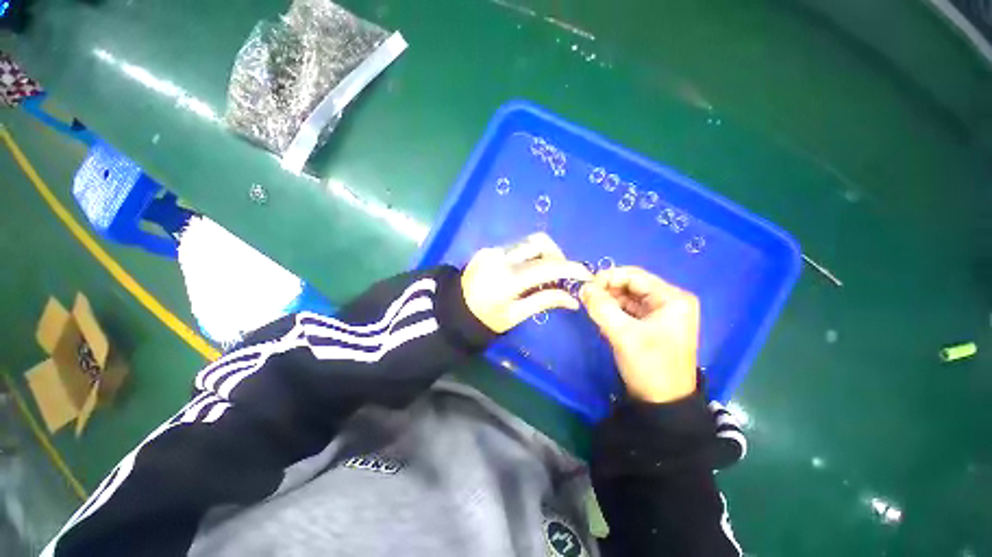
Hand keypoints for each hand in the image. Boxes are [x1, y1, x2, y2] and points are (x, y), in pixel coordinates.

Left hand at [462, 233, 592, 332]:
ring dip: (543, 255)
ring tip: (543, 275)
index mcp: (509, 278)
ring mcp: (493, 250)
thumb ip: (545, 301)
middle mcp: (502, 257)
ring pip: (528, 243)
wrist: (453, 311)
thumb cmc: (486, 319)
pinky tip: (525, 272)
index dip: (571, 268)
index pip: (548, 267)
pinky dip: (528, 257)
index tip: (586, 274)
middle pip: (540, 242)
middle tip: (560, 275)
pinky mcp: (488, 249)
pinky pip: (516, 247)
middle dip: (557, 255)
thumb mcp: (516, 315)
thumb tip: (573, 300)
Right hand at [580, 267, 698, 402]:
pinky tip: (602, 317)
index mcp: (672, 298)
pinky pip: (629, 310)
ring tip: (592, 308)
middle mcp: (669, 301)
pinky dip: (614, 311)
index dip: (608, 277)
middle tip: (586, 299)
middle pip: (631, 285)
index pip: (634, 275)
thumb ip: (601, 307)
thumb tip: (583, 287)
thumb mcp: (623, 334)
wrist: (663, 404)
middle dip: (607, 290)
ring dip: (609, 300)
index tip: (586, 288)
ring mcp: (661, 314)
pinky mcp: (652, 325)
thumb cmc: (649, 365)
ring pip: (628, 297)